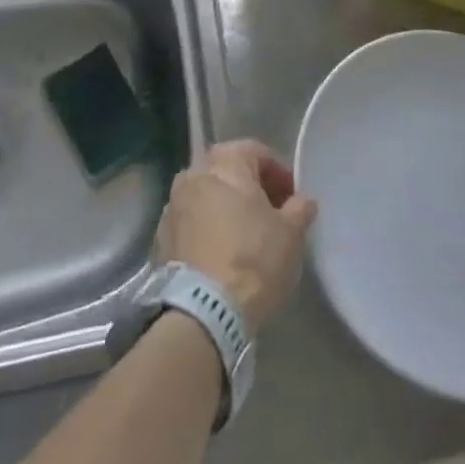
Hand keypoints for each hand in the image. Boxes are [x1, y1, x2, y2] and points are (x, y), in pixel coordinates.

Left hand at [156, 140, 318, 331]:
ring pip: (207, 196)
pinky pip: (190, 222)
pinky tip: (220, 254)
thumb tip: (303, 200)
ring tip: (244, 236)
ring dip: (225, 208)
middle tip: (270, 215)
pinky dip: (206, 229)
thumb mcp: (290, 234)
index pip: (256, 152)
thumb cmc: (253, 259)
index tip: (292, 199)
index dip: (278, 173)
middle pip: (228, 171)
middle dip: (250, 189)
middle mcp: (194, 172)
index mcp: (226, 161)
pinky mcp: (161, 235)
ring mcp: (173, 203)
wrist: (202, 311)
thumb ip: (300, 209)